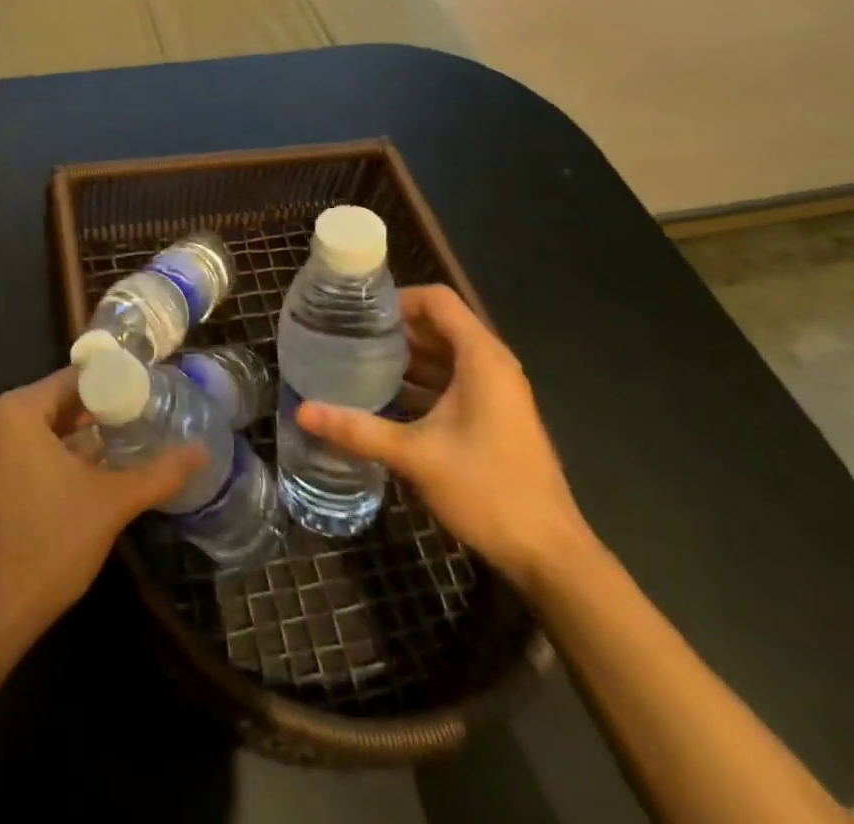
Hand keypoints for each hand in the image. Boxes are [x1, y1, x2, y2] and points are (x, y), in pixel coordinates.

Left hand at [0, 367, 202, 639]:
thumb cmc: (51, 543)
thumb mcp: (112, 502)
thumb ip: (159, 472)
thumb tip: (202, 451)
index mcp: (13, 410)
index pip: (71, 380)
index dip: (109, 387)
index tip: (141, 397)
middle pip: (51, 402)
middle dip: (90, 414)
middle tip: (132, 423)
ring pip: (33, 428)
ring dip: (69, 436)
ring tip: (112, 447)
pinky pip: (14, 450)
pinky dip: (44, 455)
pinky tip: (78, 474)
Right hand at [297, 285, 589, 589]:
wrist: (551, 555)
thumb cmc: (488, 491)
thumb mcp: (415, 456)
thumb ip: (358, 430)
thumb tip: (302, 412)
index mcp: (482, 359)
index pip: (437, 300)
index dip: (397, 299)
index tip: (358, 314)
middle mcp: (492, 366)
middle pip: (439, 325)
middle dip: (394, 329)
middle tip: (347, 337)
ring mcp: (496, 393)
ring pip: (445, 355)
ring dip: (406, 358)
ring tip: (357, 364)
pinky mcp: (494, 417)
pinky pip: (453, 382)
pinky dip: (421, 383)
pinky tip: (385, 401)